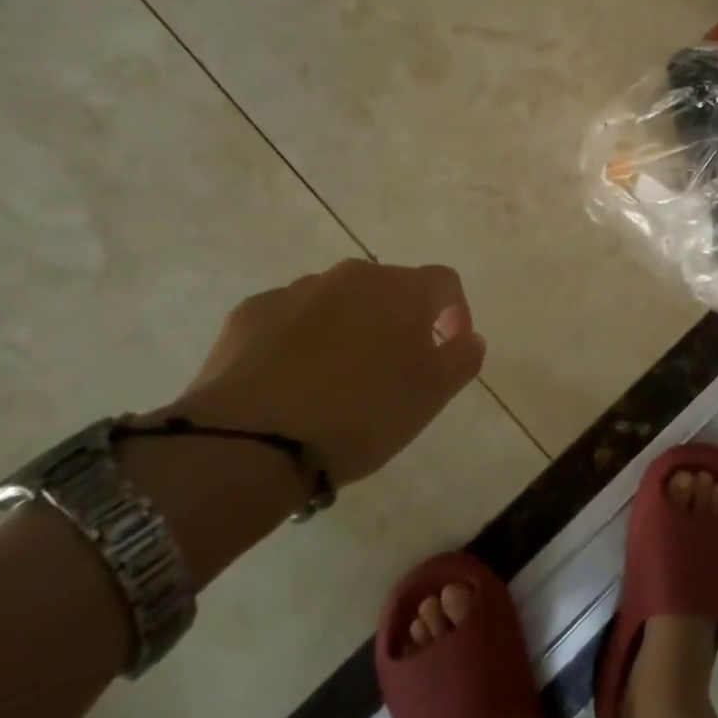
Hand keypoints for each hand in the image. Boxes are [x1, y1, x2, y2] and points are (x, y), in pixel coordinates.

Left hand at [166, 259, 485, 486]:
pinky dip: (298, 340)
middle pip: (388, 290)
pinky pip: (289, 319)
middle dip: (397, 321)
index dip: (456, 311)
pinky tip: (289, 382)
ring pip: (337, 302)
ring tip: (336, 380)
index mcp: (402, 289)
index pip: (445, 282)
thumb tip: (469, 337)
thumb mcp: (431, 395)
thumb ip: (463, 358)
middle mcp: (352, 275)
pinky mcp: (250, 313)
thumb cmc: (360, 415)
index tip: (450, 347)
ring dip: (348, 328)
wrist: (248, 442)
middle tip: (393, 369)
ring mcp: (297, 290)